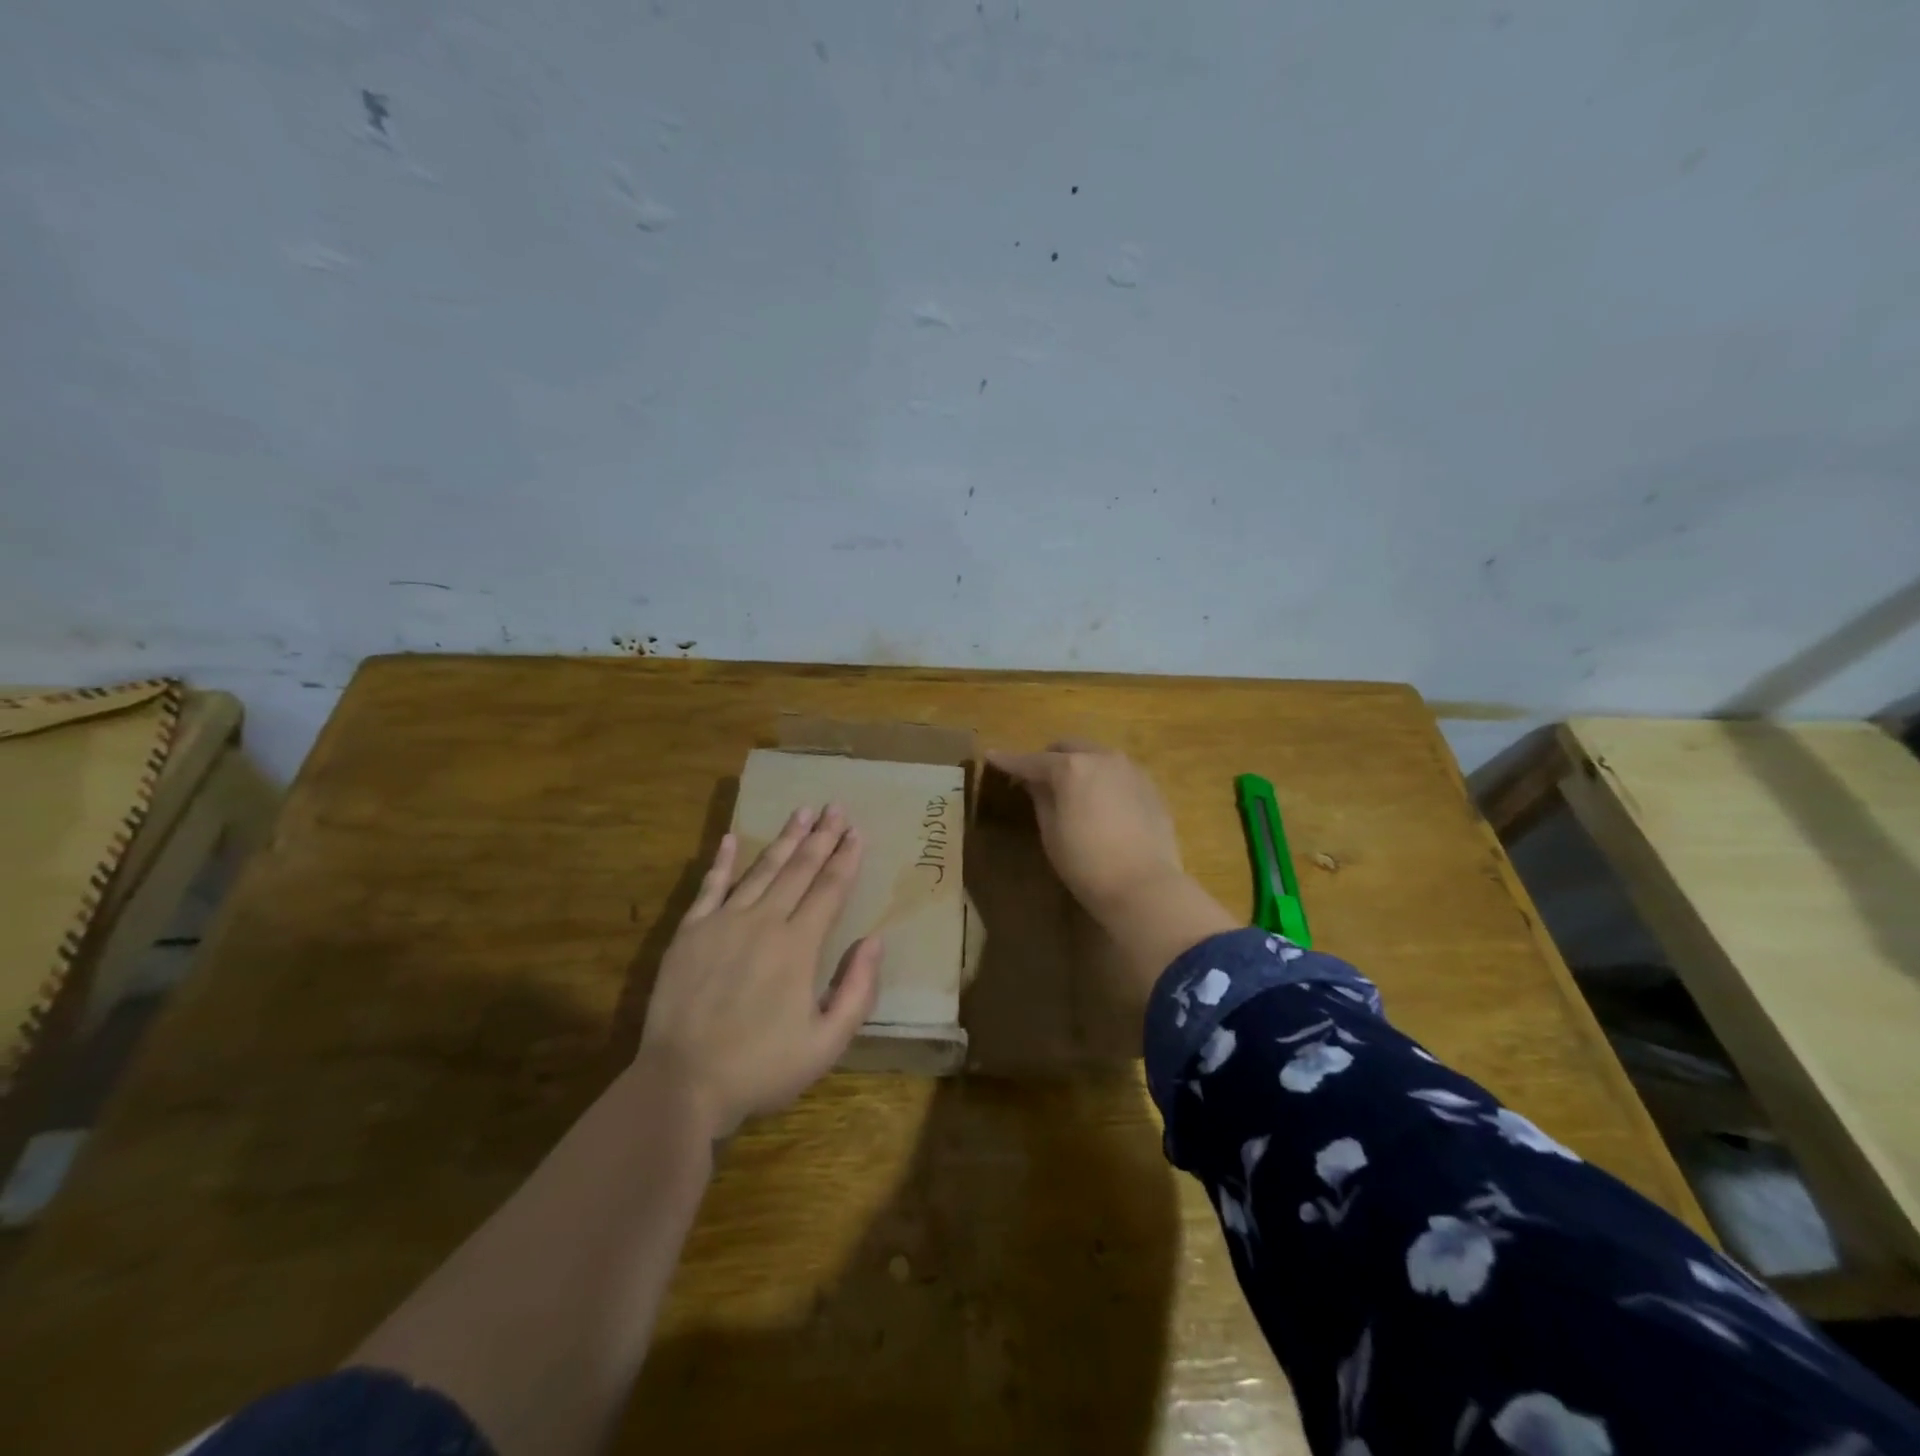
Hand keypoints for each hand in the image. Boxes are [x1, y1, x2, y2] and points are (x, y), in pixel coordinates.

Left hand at [637, 805, 881, 1138]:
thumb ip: (857, 990)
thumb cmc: (761, 1068)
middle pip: (799, 869)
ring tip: (802, 811)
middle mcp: (764, 922)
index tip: (857, 831)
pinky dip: (720, 861)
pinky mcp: (690, 933)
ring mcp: (723, 923)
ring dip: (784, 839)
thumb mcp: (827, 1043)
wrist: (681, 1084)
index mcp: (799, 946)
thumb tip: (875, 940)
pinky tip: (729, 838)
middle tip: (836, 807)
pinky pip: (709, 887)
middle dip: (821, 837)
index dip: (846, 858)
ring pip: (760, 870)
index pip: (829, 889)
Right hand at [987, 741, 1186, 913]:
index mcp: (1072, 768)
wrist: (1145, 886)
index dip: (1009, 760)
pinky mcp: (1150, 787)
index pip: (1032, 761)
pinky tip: (1099, 802)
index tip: (992, 756)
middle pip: (1068, 748)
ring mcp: (1131, 770)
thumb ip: (1041, 799)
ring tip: (1069, 788)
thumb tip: (1034, 782)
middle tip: (1035, 777)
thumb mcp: (1051, 833)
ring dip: (1078, 765)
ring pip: (1096, 756)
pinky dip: (1101, 778)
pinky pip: (1117, 772)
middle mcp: (1102, 758)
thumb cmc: (1087, 864)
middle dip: (1048, 758)